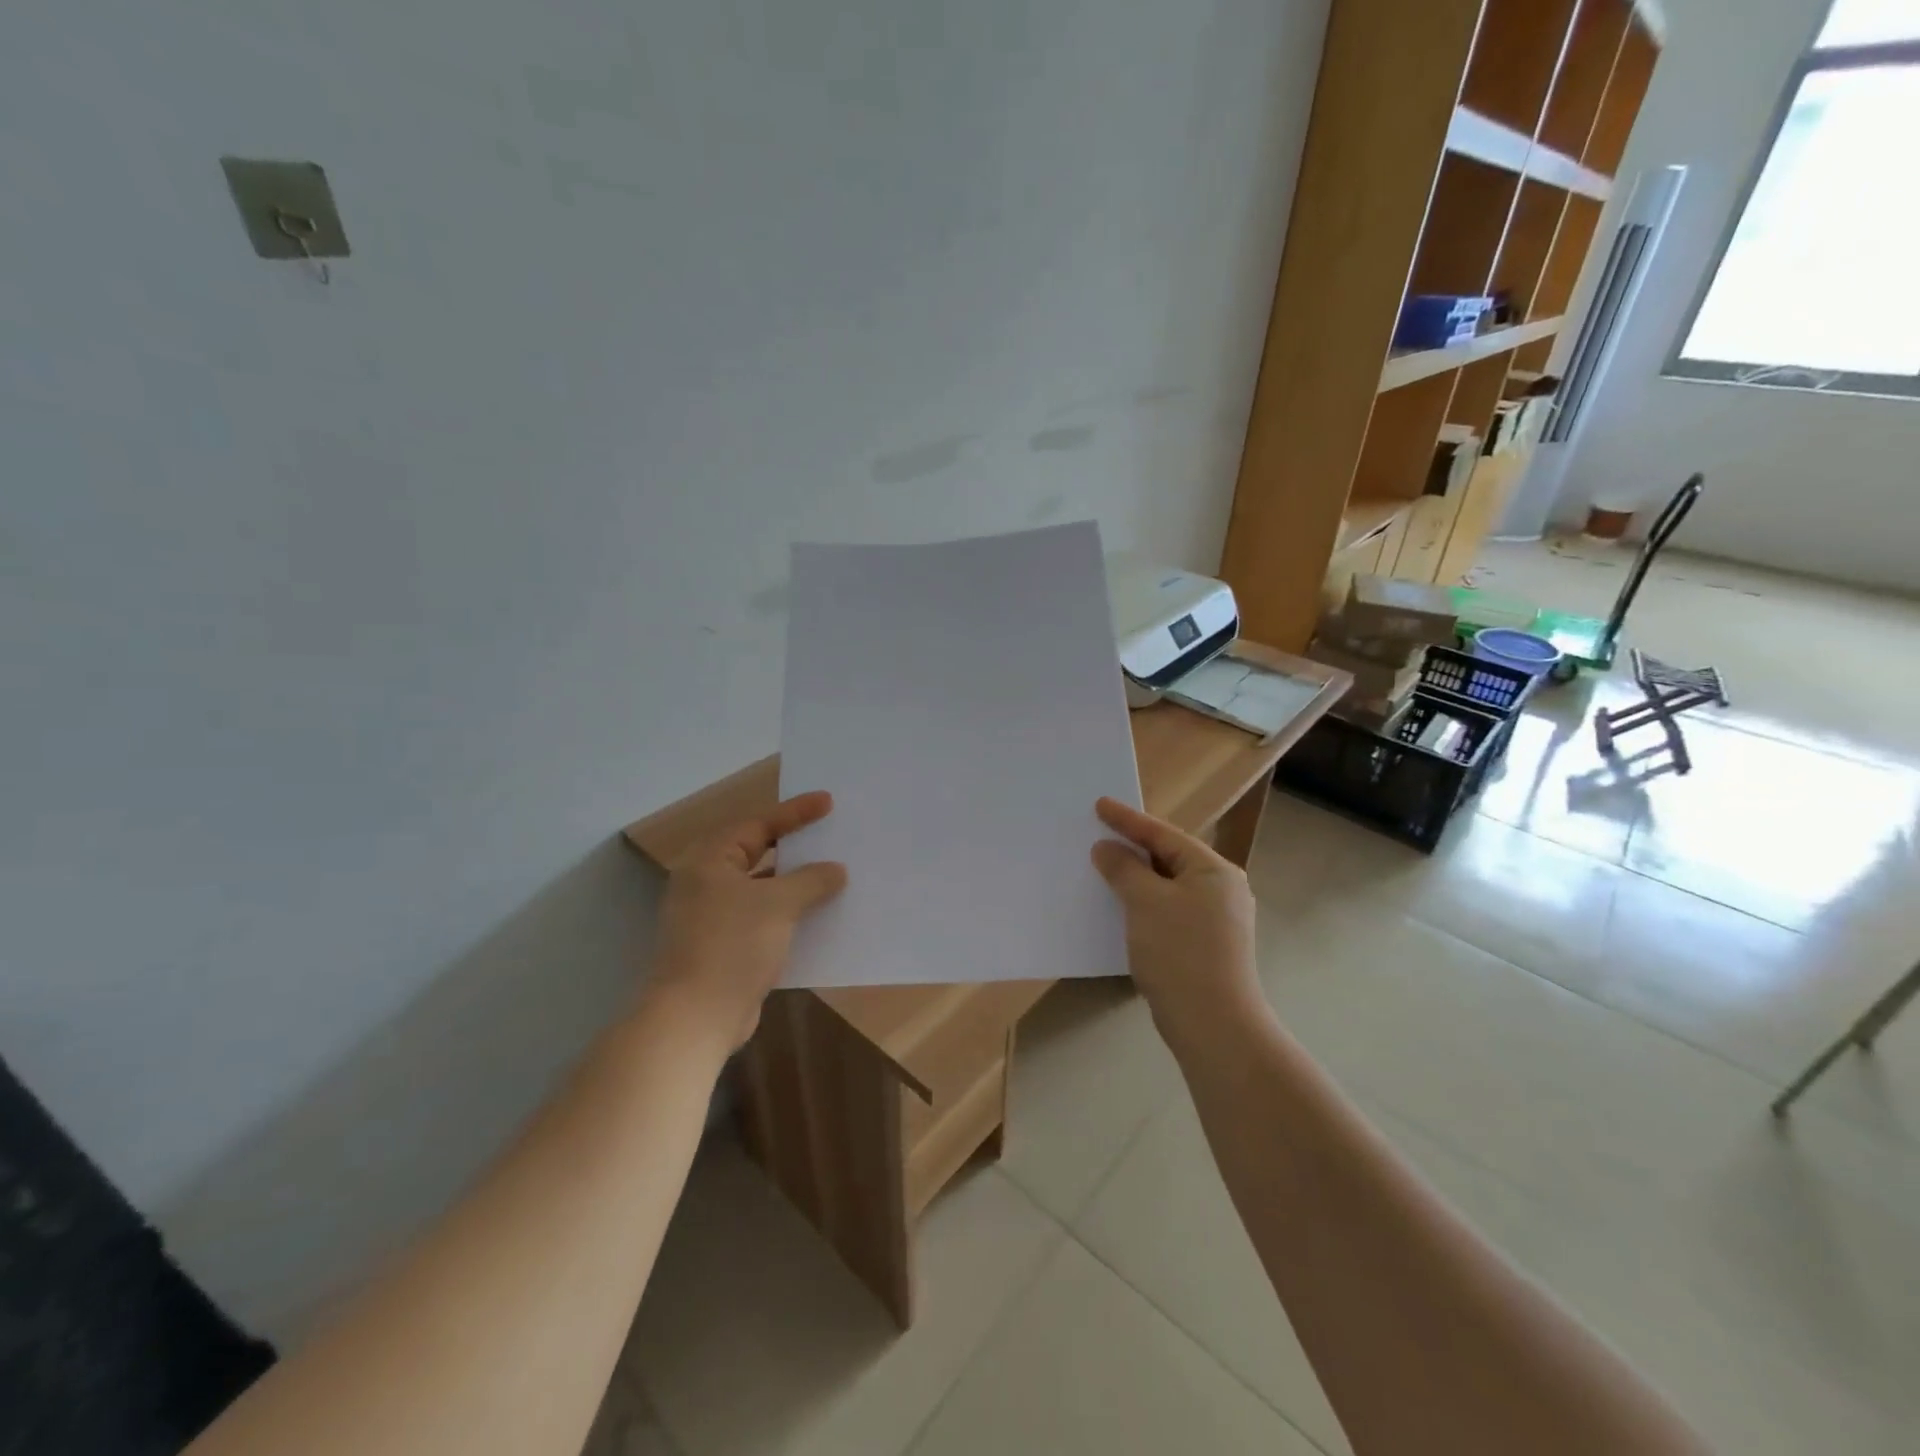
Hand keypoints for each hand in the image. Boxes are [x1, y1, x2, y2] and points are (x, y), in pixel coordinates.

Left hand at [648, 792, 847, 1051]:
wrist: (696, 1018)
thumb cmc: (732, 945)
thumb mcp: (778, 904)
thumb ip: (811, 880)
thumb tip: (835, 869)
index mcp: (710, 860)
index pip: (758, 824)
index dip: (795, 813)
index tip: (828, 802)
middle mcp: (707, 883)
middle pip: (758, 853)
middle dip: (796, 847)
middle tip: (830, 834)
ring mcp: (714, 917)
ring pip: (763, 889)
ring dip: (796, 884)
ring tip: (835, 873)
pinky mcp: (726, 947)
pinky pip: (765, 919)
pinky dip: (790, 914)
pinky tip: (820, 916)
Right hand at [1091, 797, 1261, 1046]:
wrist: (1213, 1025)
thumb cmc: (1180, 952)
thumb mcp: (1145, 902)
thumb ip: (1124, 869)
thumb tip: (1107, 849)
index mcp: (1213, 871)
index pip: (1163, 834)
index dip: (1128, 819)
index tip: (1099, 804)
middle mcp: (1220, 890)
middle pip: (1169, 858)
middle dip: (1133, 848)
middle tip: (1099, 834)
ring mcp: (1215, 920)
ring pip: (1167, 887)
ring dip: (1136, 879)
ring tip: (1104, 868)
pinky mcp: (1204, 946)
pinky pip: (1168, 911)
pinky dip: (1143, 904)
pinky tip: (1120, 909)